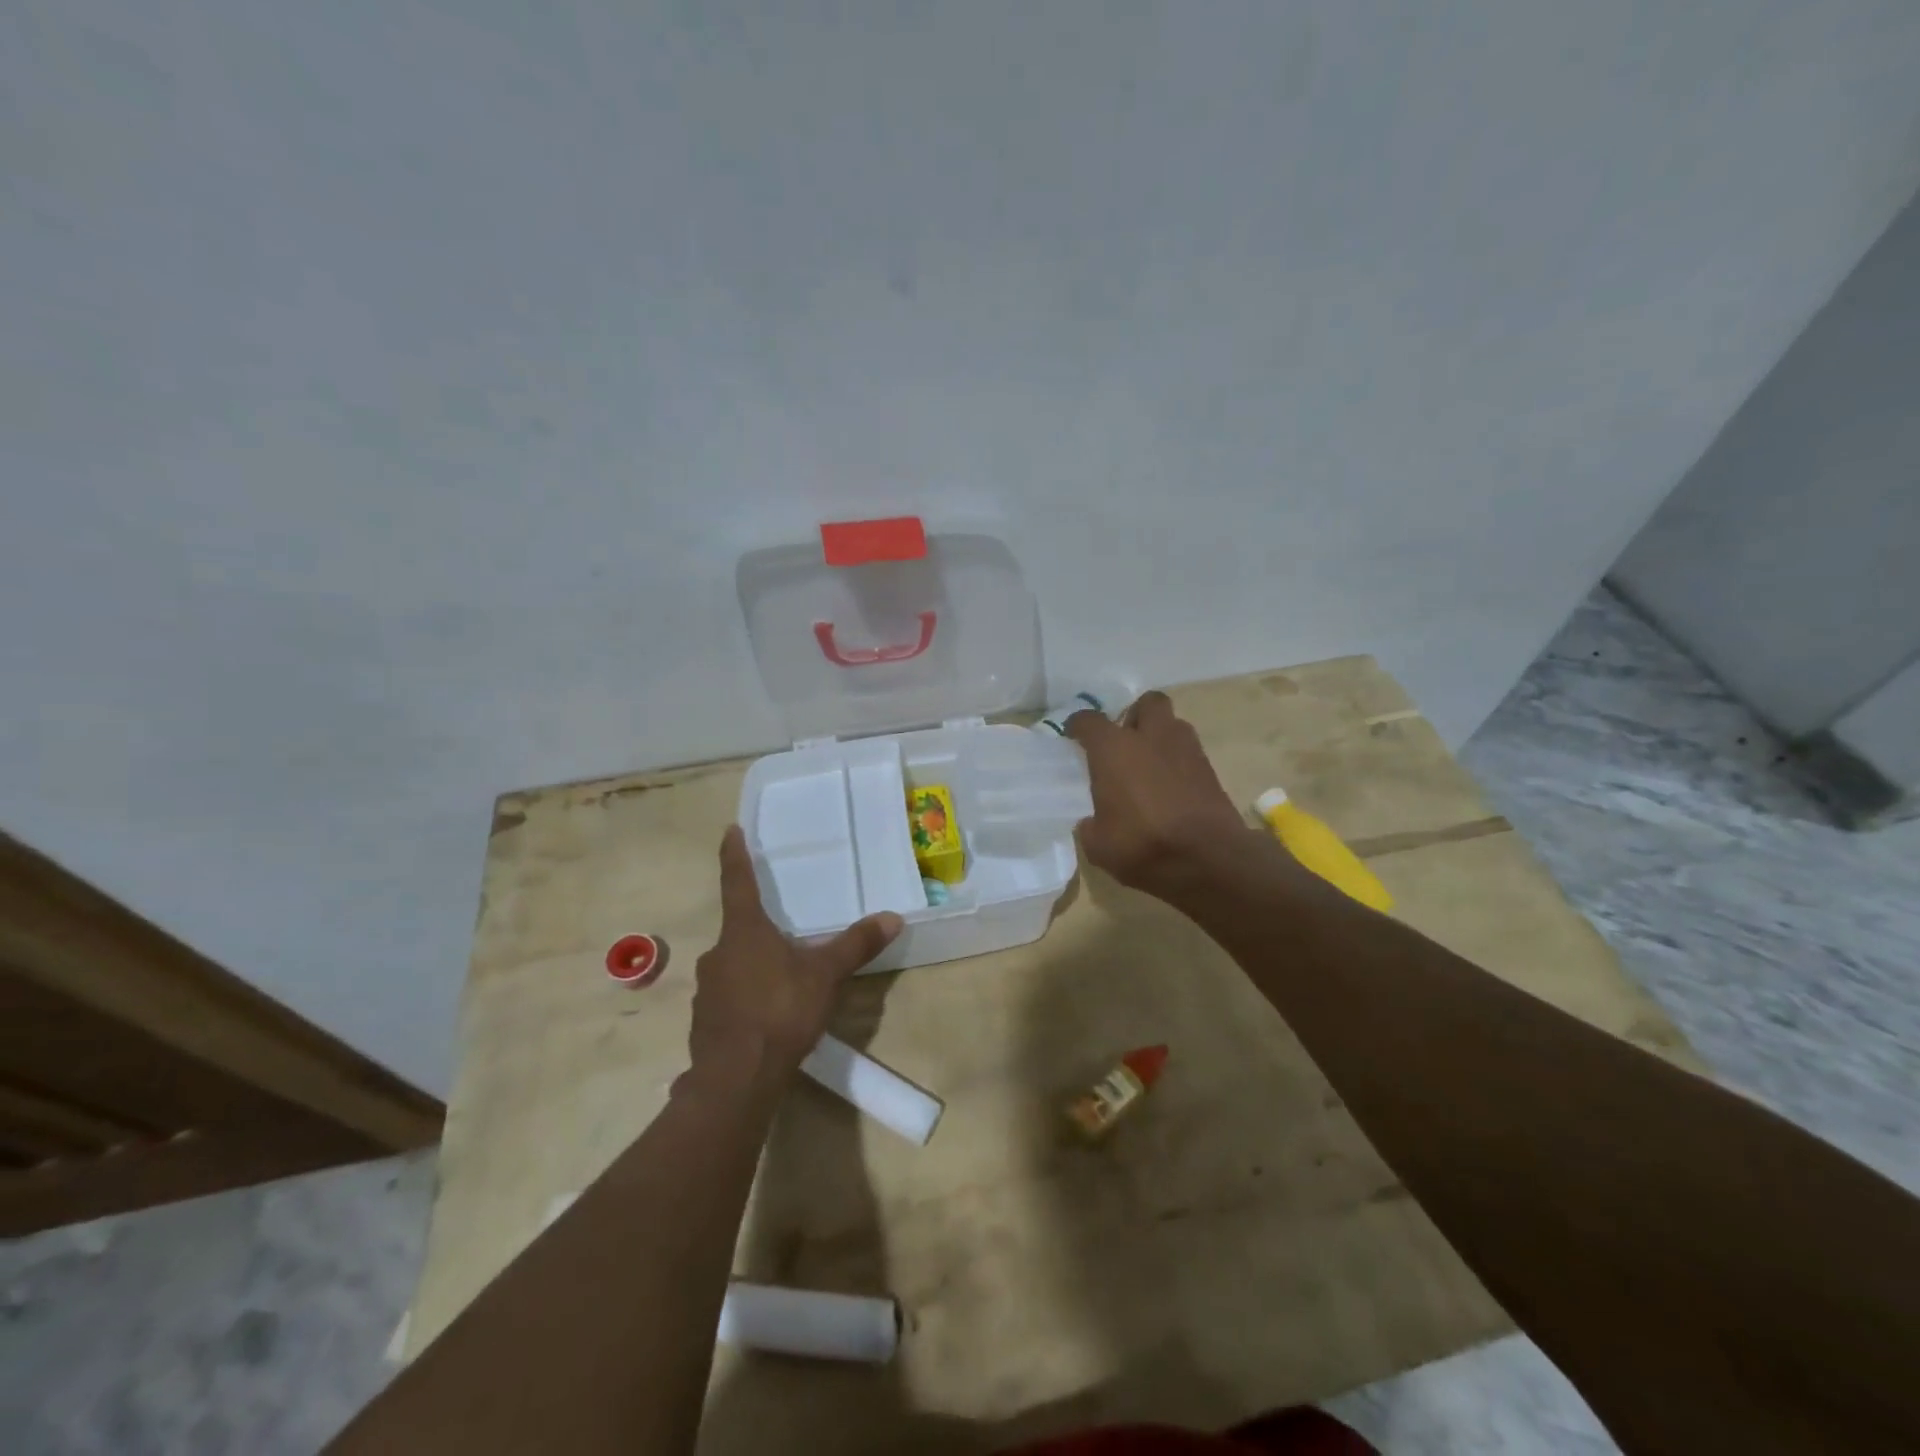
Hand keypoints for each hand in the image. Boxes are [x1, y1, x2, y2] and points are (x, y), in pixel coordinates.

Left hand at [681, 826, 903, 1099]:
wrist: (736, 1079)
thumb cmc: (780, 1011)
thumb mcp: (826, 976)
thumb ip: (856, 945)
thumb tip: (892, 916)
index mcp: (745, 931)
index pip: (738, 881)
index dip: (734, 855)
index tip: (730, 830)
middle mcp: (719, 952)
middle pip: (739, 929)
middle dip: (759, 928)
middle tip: (784, 933)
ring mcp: (707, 988)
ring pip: (733, 965)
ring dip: (753, 966)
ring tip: (781, 981)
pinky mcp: (704, 1020)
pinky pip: (728, 997)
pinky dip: (745, 998)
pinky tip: (766, 1016)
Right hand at [1066, 690, 1266, 899]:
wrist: (1209, 859)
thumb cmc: (1143, 844)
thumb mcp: (1099, 846)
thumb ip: (1091, 826)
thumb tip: (1092, 822)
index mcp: (1114, 748)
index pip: (1089, 721)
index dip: (1078, 725)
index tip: (1073, 734)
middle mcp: (1151, 738)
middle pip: (1147, 703)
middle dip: (1135, 715)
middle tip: (1124, 740)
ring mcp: (1187, 750)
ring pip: (1173, 725)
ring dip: (1160, 737)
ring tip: (1149, 764)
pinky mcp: (1211, 770)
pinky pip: (1189, 754)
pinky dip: (1178, 763)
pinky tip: (1169, 788)